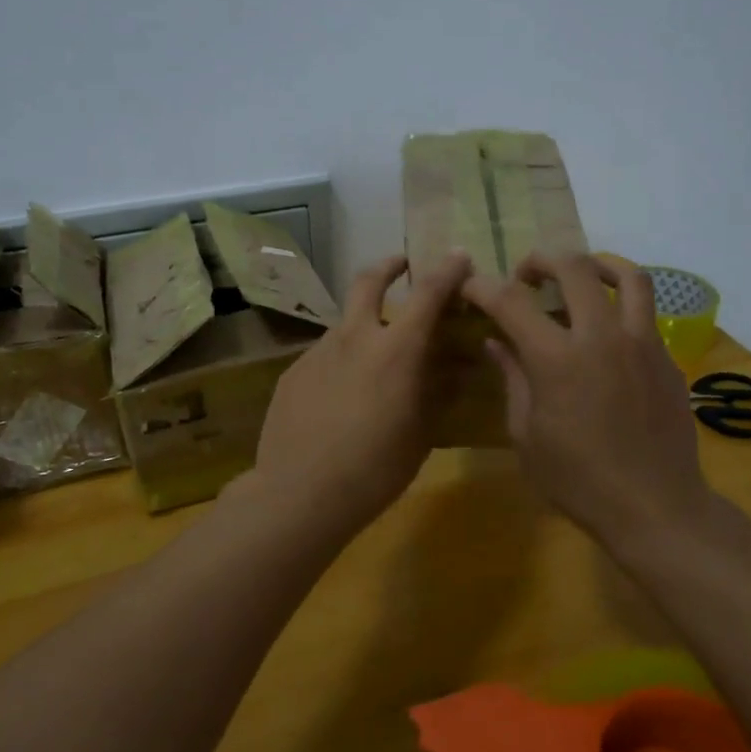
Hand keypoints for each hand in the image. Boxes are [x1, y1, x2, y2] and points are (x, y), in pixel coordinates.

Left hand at [252, 250, 472, 537]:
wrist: (299, 494)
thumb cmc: (374, 470)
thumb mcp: (420, 434)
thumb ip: (438, 392)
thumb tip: (456, 367)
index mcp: (395, 350)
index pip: (428, 293)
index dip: (447, 270)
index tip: (458, 257)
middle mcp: (354, 337)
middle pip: (369, 280)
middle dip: (389, 265)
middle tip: (401, 265)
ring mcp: (317, 352)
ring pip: (345, 323)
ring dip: (364, 326)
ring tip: (373, 361)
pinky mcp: (292, 372)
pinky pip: (324, 355)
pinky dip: (341, 361)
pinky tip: (339, 397)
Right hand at [462, 253, 713, 546]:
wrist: (654, 507)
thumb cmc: (578, 480)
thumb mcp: (527, 435)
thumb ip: (513, 379)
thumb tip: (496, 343)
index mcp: (557, 360)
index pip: (511, 301)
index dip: (483, 286)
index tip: (470, 286)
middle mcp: (601, 337)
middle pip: (573, 268)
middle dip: (540, 261)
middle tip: (526, 276)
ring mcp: (641, 343)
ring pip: (627, 276)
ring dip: (595, 264)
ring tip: (579, 275)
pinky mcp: (666, 358)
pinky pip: (645, 312)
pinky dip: (620, 304)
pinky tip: (607, 329)